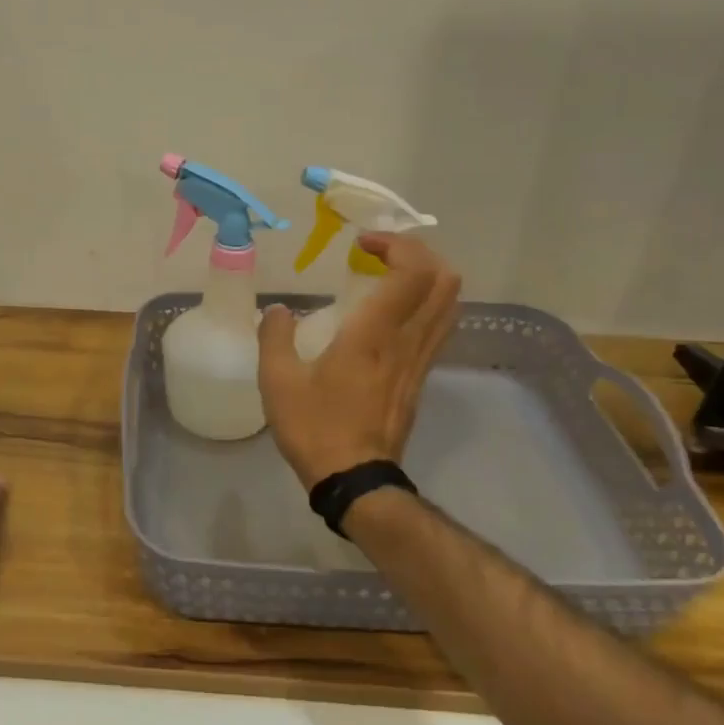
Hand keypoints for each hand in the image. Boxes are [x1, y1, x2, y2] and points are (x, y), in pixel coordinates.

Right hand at [258, 232, 462, 488]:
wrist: (355, 480)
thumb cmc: (315, 428)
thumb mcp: (278, 382)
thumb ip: (275, 337)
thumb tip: (279, 310)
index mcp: (373, 335)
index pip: (413, 272)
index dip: (397, 244)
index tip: (363, 244)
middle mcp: (407, 341)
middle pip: (445, 280)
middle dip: (419, 253)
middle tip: (382, 253)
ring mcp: (420, 361)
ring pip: (449, 304)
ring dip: (426, 277)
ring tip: (389, 276)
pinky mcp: (421, 378)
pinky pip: (438, 327)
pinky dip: (425, 304)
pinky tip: (391, 313)